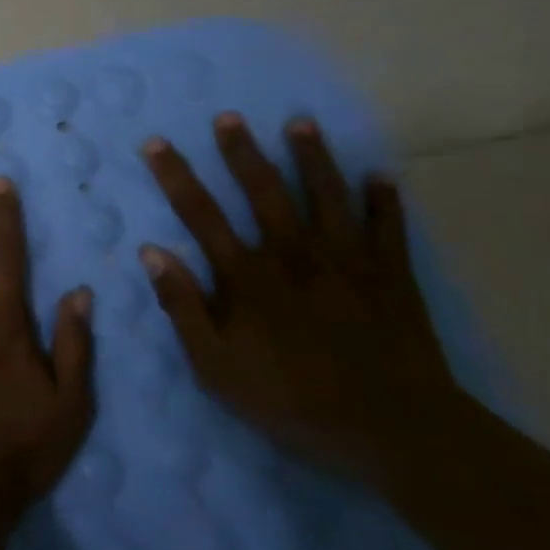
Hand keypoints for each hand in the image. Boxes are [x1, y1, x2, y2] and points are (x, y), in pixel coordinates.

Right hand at [138, 113, 462, 480]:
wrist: (397, 433)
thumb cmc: (293, 401)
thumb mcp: (215, 367)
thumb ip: (182, 307)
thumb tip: (152, 251)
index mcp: (248, 276)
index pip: (200, 214)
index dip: (175, 176)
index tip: (156, 143)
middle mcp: (294, 255)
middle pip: (264, 191)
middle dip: (243, 152)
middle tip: (229, 117)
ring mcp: (347, 262)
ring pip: (327, 196)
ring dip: (313, 158)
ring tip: (302, 123)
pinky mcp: (392, 278)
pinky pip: (389, 229)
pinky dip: (385, 201)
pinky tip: (381, 176)